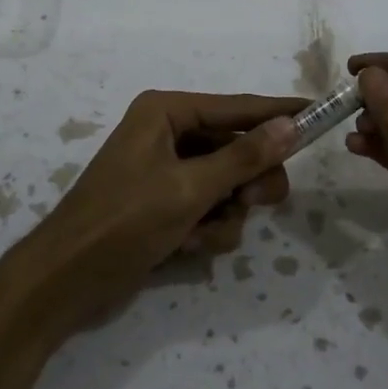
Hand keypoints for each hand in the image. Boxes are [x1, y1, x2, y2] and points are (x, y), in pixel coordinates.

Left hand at [9, 91, 302, 339]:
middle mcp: (168, 134)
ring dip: (225, 213)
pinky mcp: (166, 205)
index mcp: (167, 113)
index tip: (320, 112)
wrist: (66, 281)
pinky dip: (208, 229)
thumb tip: (291, 125)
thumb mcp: (189, 188)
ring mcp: (168, 172)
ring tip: (201, 233)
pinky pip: (210, 208)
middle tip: (253, 202)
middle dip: (247, 181)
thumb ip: (244, 157)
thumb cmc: (124, 222)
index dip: (280, 112)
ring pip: (229, 184)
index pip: (238, 107)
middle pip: (238, 148)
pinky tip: (187, 247)